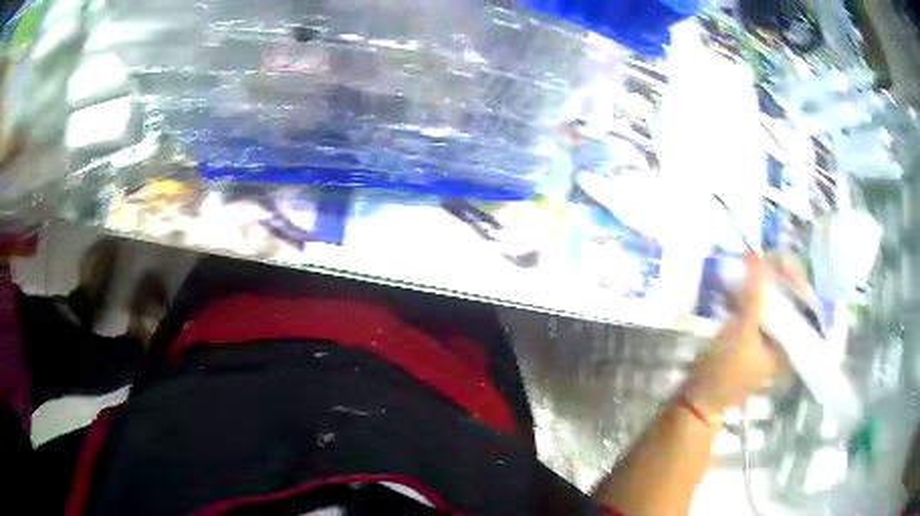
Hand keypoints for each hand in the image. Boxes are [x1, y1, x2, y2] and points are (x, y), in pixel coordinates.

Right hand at [683, 252, 785, 413]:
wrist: (697, 398)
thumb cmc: (725, 371)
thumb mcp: (742, 330)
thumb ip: (753, 293)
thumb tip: (756, 254)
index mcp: (791, 345)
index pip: (802, 303)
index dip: (793, 276)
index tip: (777, 256)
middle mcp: (784, 341)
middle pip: (787, 300)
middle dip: (775, 277)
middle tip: (760, 258)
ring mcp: (767, 340)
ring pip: (771, 303)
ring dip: (760, 284)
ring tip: (748, 265)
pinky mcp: (750, 338)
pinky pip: (756, 309)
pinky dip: (748, 295)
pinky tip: (737, 283)